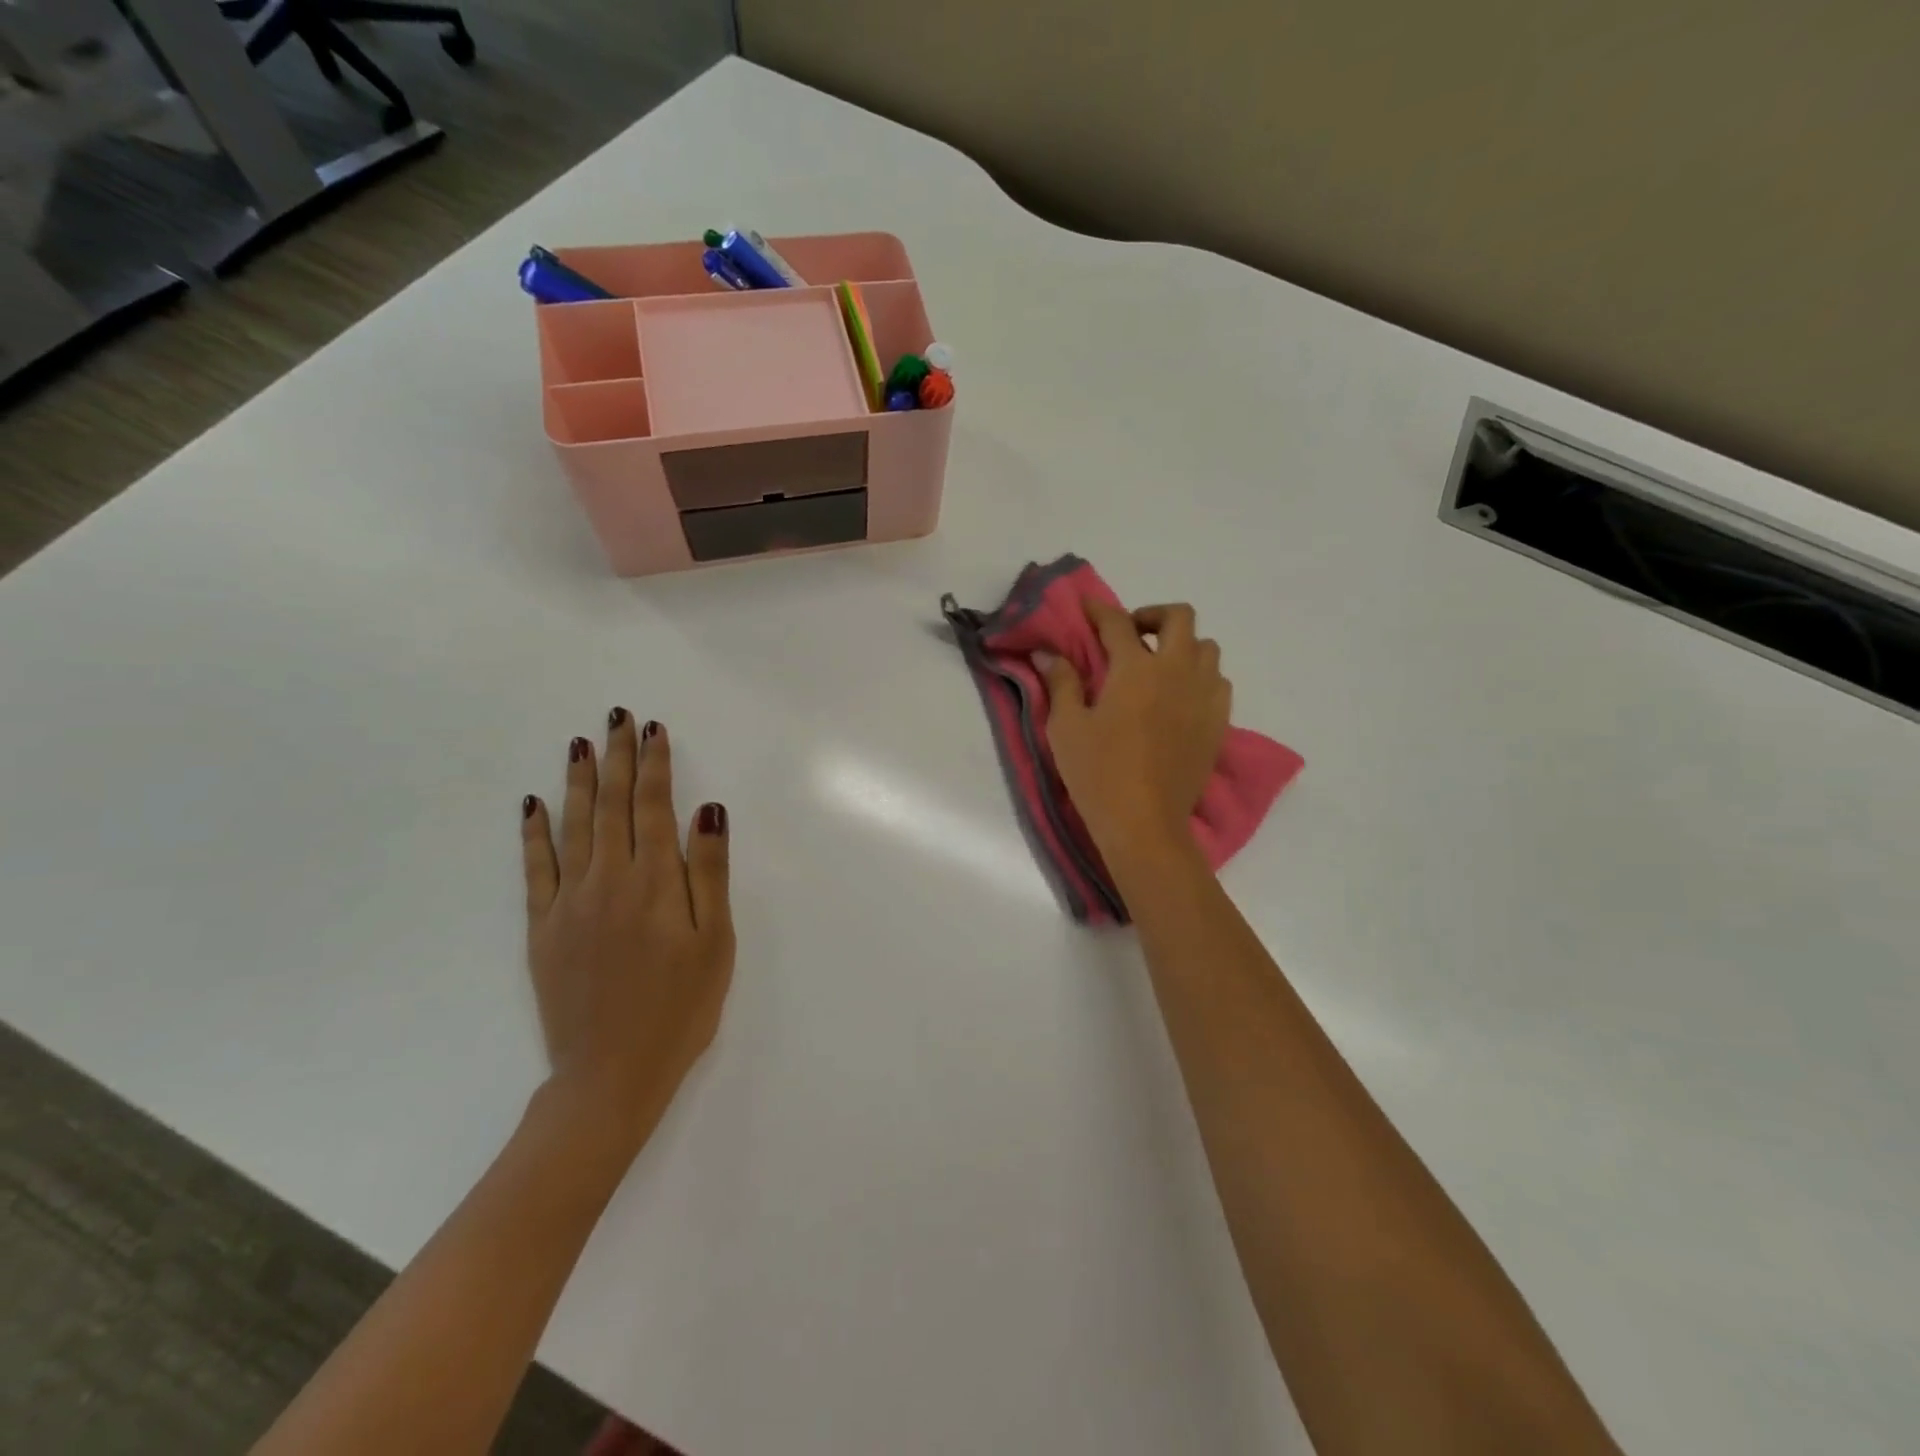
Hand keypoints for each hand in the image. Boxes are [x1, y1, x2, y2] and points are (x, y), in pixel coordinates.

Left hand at [520, 711, 733, 1153]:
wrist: (611, 1074)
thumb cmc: (681, 1007)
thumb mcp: (716, 941)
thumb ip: (710, 872)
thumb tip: (708, 811)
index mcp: (654, 882)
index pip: (653, 807)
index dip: (654, 765)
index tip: (653, 730)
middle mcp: (608, 879)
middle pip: (612, 805)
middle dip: (617, 758)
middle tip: (617, 717)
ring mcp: (569, 902)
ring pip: (573, 825)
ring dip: (578, 781)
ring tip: (580, 743)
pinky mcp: (543, 928)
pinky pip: (535, 868)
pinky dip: (534, 832)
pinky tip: (533, 805)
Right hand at [1045, 602, 1230, 860]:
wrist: (1145, 823)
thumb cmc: (1099, 773)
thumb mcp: (1066, 727)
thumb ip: (1061, 683)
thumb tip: (1049, 654)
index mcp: (1136, 669)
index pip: (1117, 623)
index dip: (1098, 609)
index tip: (1086, 606)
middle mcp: (1177, 671)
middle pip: (1179, 617)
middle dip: (1152, 616)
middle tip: (1130, 635)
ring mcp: (1204, 696)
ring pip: (1206, 647)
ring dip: (1181, 645)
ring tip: (1157, 666)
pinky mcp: (1218, 722)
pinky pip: (1218, 680)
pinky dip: (1200, 676)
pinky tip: (1179, 696)